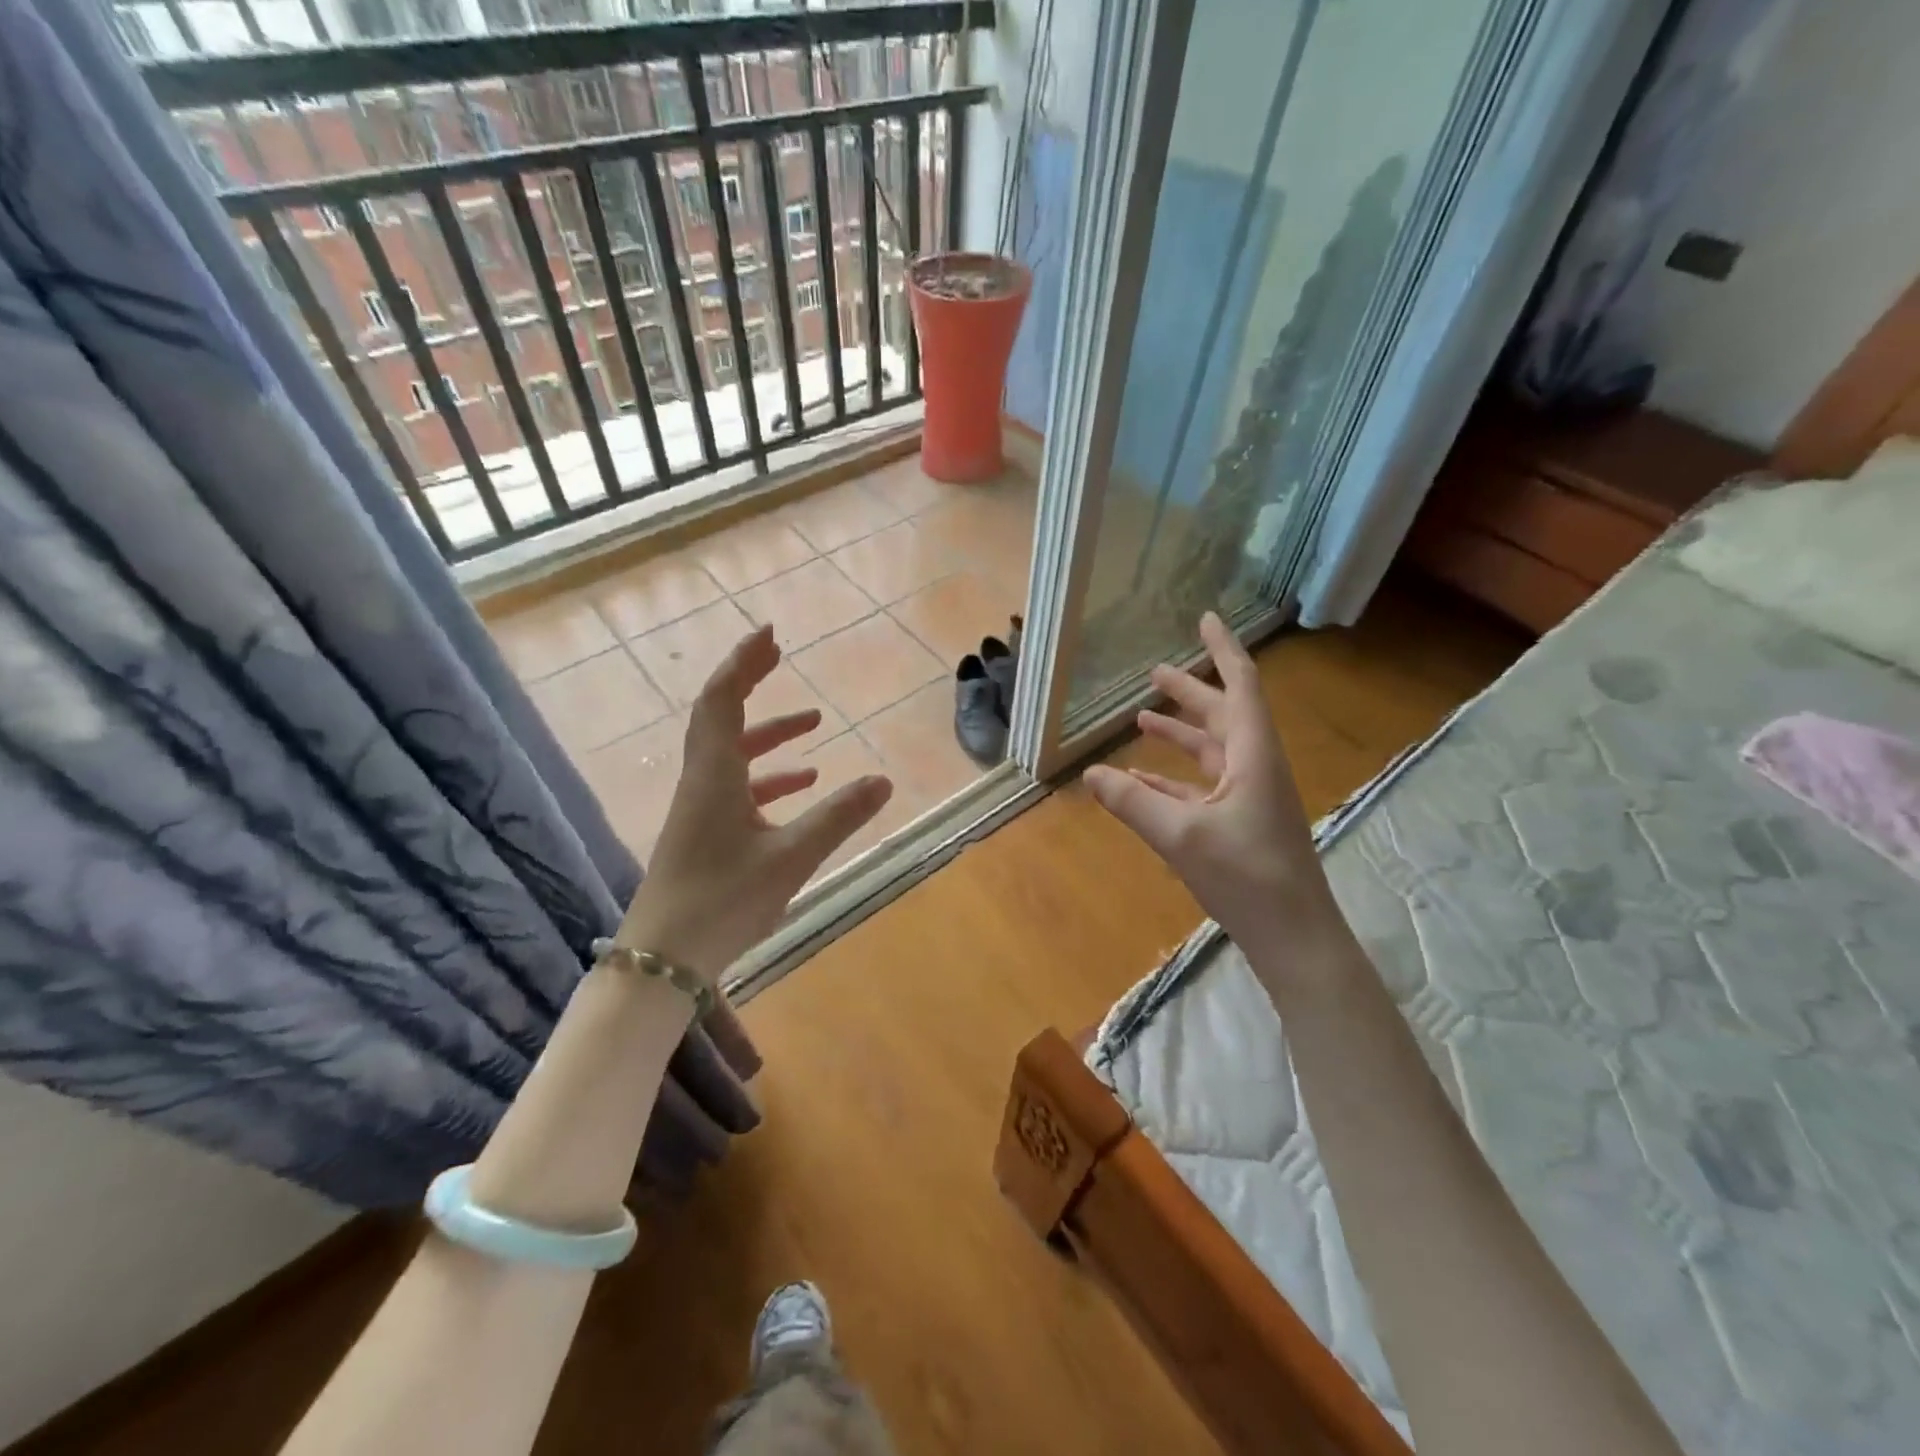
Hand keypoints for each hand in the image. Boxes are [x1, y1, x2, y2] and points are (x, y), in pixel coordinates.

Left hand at [617, 623, 892, 979]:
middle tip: (779, 655)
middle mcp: (702, 780)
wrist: (664, 958)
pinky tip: (802, 786)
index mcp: (715, 774)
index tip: (769, 633)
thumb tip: (884, 780)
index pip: (723, 698)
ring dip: (769, 733)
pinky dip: (768, 776)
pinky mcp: (705, 832)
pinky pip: (737, 786)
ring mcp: (701, 807)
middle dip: (750, 681)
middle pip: (721, 715)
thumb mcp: (791, 857)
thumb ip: (839, 817)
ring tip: (814, 725)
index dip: (744, 660)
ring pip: (733, 753)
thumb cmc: (723, 900)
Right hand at [1084, 613, 1338, 945]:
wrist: (1294, 937)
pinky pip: (1204, 787)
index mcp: (1252, 756)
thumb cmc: (1246, 878)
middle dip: (1190, 692)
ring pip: (1212, 752)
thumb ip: (1132, 802)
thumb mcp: (1180, 836)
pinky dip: (1174, 779)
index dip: (1223, 650)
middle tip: (1154, 673)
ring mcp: (1251, 798)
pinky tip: (1142, 782)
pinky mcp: (1242, 824)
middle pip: (1223, 716)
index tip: (1205, 618)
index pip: (1240, 686)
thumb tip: (1089, 772)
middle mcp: (1255, 768)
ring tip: (1142, 721)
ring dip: (1180, 735)